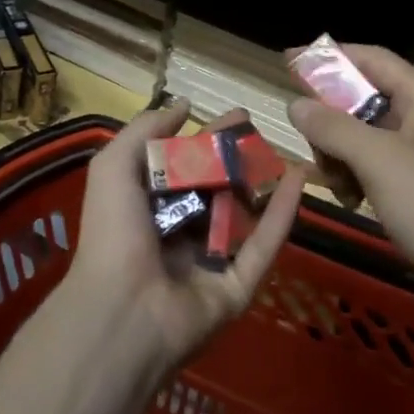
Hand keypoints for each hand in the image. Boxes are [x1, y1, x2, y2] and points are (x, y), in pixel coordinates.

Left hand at [60, 101, 305, 371]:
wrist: (123, 309)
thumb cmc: (114, 232)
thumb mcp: (114, 167)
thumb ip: (145, 131)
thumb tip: (182, 105)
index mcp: (148, 208)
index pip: (183, 165)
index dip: (206, 139)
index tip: (234, 115)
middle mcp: (180, 232)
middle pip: (215, 187)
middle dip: (236, 157)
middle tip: (260, 129)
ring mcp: (211, 260)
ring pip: (244, 215)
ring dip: (263, 182)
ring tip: (286, 148)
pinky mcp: (239, 285)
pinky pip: (264, 245)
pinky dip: (283, 214)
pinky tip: (299, 181)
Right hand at [287, 46, 413, 295]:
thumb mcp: (379, 161)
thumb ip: (333, 127)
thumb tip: (296, 104)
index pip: (371, 59)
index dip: (328, 58)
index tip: (285, 63)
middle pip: (365, 99)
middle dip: (331, 118)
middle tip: (311, 146)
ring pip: (367, 138)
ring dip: (341, 154)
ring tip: (335, 183)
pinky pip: (379, 169)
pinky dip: (358, 178)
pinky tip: (352, 201)